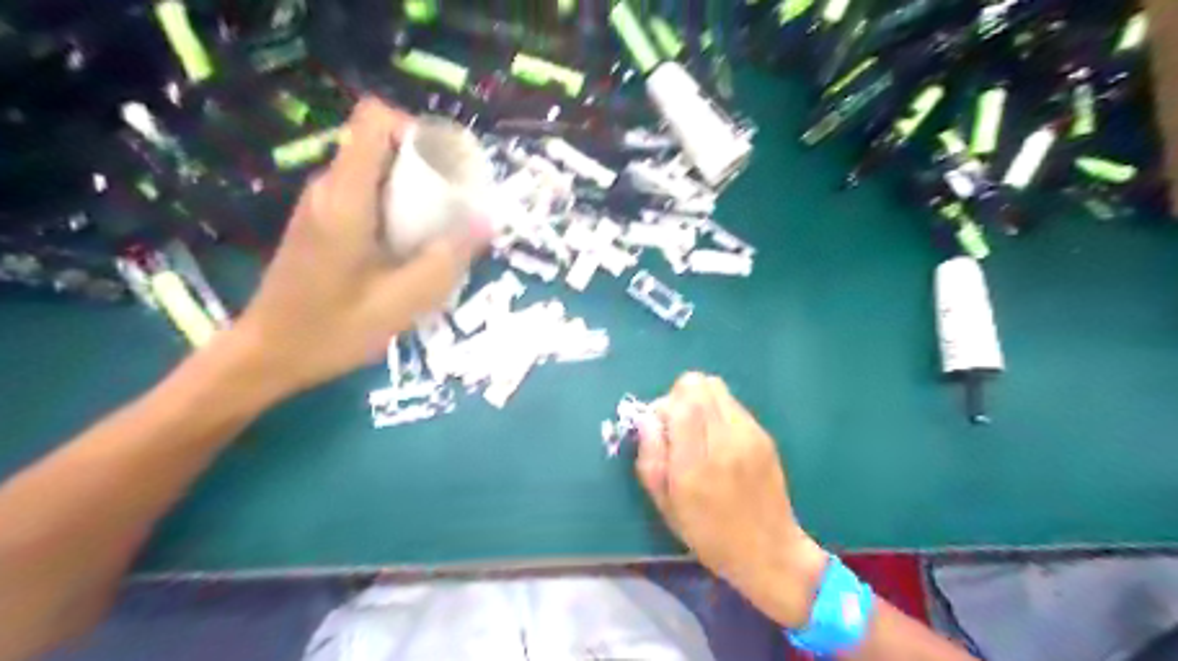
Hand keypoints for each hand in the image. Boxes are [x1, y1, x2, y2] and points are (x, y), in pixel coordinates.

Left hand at [228, 99, 485, 398]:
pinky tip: (411, 250)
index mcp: (345, 197)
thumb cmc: (333, 330)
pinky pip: (367, 195)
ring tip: (442, 231)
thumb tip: (487, 222)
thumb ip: (447, 259)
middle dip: (426, 167)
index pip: (375, 120)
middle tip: (457, 208)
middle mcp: (328, 188)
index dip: (417, 130)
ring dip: (414, 192)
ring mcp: (321, 205)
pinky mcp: (321, 223)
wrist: (268, 354)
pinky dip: (397, 209)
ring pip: (377, 171)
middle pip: (382, 145)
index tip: (448, 168)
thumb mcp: (403, 301)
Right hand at [637, 376, 826, 626]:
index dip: (664, 405)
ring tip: (698, 432)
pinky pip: (733, 404)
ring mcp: (749, 435)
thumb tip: (647, 419)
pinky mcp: (763, 435)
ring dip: (700, 402)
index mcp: (695, 464)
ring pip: (717, 388)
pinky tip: (719, 440)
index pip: (680, 402)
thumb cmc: (708, 534)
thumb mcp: (665, 505)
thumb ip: (651, 458)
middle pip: (699, 384)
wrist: (769, 551)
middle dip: (680, 397)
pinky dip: (718, 411)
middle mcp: (725, 441)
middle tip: (677, 426)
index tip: (660, 426)